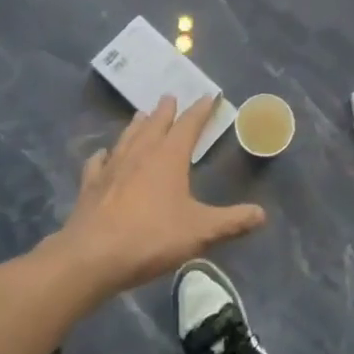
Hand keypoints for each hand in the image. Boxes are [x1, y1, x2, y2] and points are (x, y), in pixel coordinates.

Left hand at [56, 95, 265, 297]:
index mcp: (169, 157)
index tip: (208, 97)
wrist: (91, 257)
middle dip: (166, 111)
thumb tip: (262, 214)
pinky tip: (102, 155)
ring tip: (141, 115)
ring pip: (127, 137)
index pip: (188, 125)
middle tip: (170, 97)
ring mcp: (112, 168)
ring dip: (137, 125)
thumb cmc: (151, 238)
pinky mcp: (91, 186)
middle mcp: (140, 154)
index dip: (200, 111)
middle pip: (155, 124)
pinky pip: (98, 163)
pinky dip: (103, 155)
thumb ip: (231, 222)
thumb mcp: (199, 232)